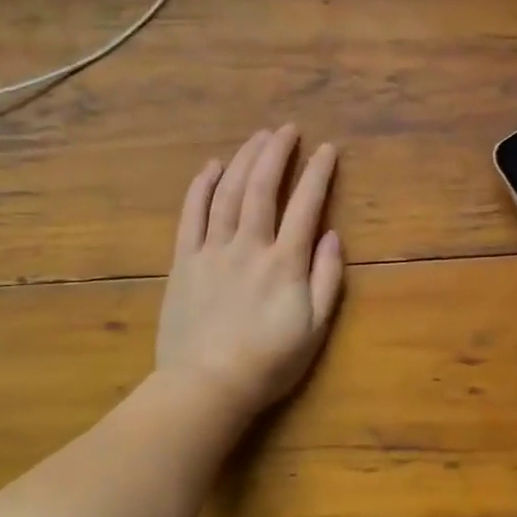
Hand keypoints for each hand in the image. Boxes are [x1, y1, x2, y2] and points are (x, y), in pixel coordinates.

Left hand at [155, 126, 343, 425]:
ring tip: (257, 137)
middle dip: (277, 152)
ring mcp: (212, 251)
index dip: (318, 173)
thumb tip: (332, 235)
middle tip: (287, 129)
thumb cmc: (268, 362)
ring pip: (227, 193)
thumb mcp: (314, 328)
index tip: (327, 149)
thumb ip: (327, 278)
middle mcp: (249, 246)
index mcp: (284, 262)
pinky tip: (211, 166)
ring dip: (243, 159)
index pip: (306, 205)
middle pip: (261, 187)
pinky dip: (201, 186)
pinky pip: (191, 215)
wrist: (206, 386)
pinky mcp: (184, 261)